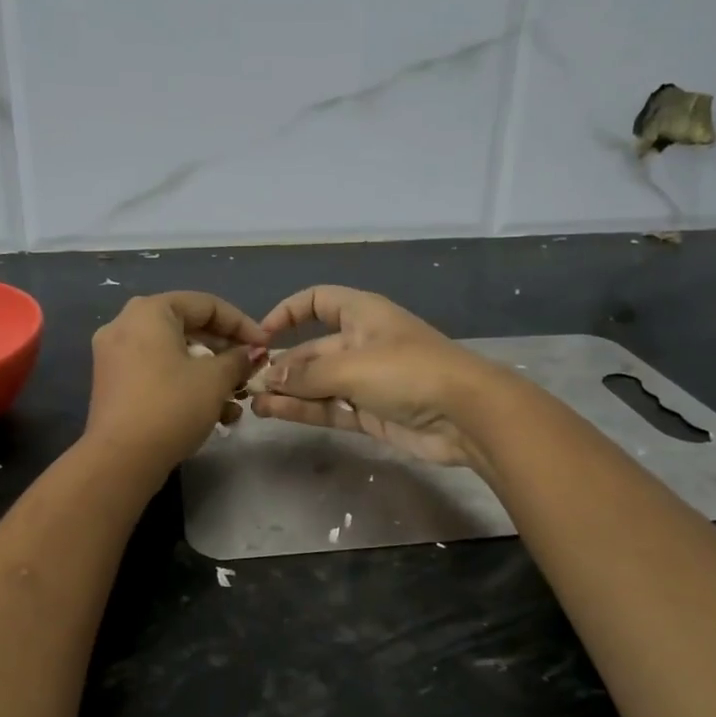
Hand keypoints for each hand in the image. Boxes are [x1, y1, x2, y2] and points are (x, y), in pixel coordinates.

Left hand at [86, 291, 263, 473]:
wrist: (121, 459)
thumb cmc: (172, 406)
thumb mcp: (215, 380)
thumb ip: (238, 359)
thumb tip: (252, 353)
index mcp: (149, 311)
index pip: (206, 305)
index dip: (241, 324)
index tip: (264, 347)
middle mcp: (126, 324)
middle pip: (188, 328)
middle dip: (225, 352)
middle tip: (250, 373)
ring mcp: (115, 355)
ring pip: (174, 353)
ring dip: (209, 373)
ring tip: (235, 400)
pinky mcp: (114, 383)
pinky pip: (157, 371)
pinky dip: (185, 384)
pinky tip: (212, 412)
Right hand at [253, 286, 510, 466]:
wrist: (467, 415)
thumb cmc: (408, 371)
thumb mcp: (352, 365)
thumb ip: (307, 373)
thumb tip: (270, 377)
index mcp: (361, 314)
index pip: (318, 301)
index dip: (288, 313)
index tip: (261, 335)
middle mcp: (361, 343)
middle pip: (312, 349)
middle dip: (283, 364)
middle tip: (248, 383)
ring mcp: (365, 380)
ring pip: (317, 382)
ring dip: (287, 391)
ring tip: (252, 402)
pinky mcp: (369, 413)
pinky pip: (328, 407)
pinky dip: (302, 410)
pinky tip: (273, 413)